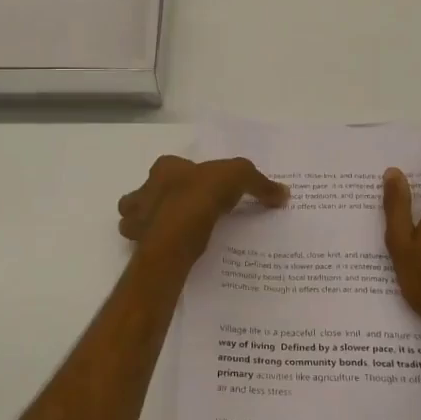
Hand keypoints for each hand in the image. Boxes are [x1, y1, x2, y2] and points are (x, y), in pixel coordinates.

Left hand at [118, 155, 288, 270]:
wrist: (178, 232)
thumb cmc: (202, 194)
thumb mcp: (240, 177)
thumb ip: (260, 184)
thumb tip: (284, 194)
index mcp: (165, 168)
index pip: (170, 167)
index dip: (183, 176)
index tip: (200, 191)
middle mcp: (145, 189)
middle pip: (148, 193)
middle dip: (160, 200)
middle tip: (185, 213)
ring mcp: (138, 218)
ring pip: (136, 219)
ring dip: (149, 224)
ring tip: (173, 234)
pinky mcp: (140, 244)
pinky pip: (144, 244)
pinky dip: (153, 247)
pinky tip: (170, 252)